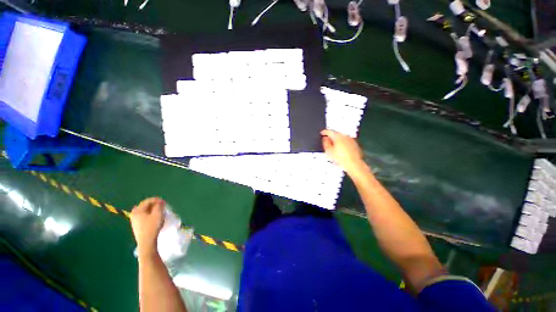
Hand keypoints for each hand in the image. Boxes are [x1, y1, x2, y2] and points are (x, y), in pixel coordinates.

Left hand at [130, 197, 164, 256]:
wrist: (146, 242)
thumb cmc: (152, 226)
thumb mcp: (158, 214)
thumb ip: (159, 206)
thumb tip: (160, 201)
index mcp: (138, 211)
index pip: (147, 201)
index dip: (156, 200)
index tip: (164, 201)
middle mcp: (134, 215)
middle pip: (144, 206)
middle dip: (153, 205)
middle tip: (161, 206)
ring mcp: (134, 221)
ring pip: (144, 212)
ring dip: (151, 210)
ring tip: (159, 211)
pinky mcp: (137, 227)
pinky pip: (143, 217)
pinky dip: (149, 215)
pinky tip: (154, 218)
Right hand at [321, 130, 365, 174]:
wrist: (354, 165)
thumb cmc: (340, 158)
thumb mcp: (329, 151)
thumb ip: (326, 143)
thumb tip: (325, 138)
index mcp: (337, 137)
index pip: (329, 131)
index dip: (324, 132)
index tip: (322, 133)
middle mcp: (345, 136)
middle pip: (336, 134)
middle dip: (331, 136)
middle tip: (327, 140)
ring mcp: (351, 140)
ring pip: (342, 137)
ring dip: (337, 139)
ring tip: (333, 145)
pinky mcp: (355, 144)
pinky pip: (346, 141)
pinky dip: (342, 143)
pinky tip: (341, 149)